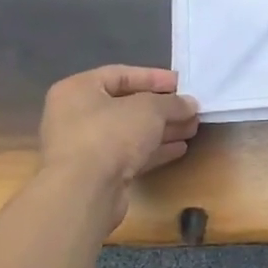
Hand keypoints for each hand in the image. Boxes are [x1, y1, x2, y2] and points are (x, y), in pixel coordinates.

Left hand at [39, 66, 199, 194]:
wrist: (83, 192)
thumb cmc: (111, 134)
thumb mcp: (150, 109)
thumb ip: (172, 102)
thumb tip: (190, 104)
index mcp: (78, 90)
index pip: (120, 74)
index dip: (154, 77)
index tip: (181, 83)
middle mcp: (75, 116)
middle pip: (126, 105)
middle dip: (162, 108)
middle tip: (190, 109)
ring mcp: (83, 147)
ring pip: (129, 132)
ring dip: (162, 130)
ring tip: (192, 128)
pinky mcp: (94, 174)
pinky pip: (128, 154)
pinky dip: (153, 150)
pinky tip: (179, 149)